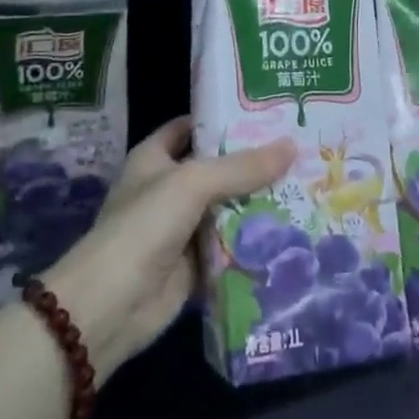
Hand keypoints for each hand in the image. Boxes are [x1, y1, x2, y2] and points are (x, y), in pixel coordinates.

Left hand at [45, 117, 292, 379]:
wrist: (110, 306)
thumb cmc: (144, 226)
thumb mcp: (193, 183)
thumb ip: (241, 167)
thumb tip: (291, 146)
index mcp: (155, 157)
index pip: (193, 127)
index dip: (225, 118)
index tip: (268, 112)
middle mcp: (168, 188)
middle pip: (217, 168)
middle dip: (253, 162)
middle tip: (300, 149)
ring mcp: (181, 228)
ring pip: (228, 208)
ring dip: (259, 203)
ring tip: (308, 185)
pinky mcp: (194, 265)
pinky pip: (230, 247)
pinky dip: (254, 242)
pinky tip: (291, 231)